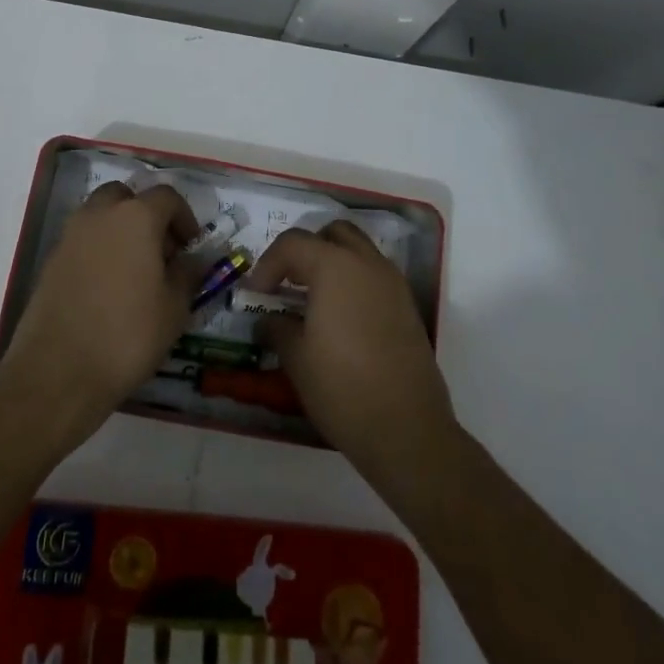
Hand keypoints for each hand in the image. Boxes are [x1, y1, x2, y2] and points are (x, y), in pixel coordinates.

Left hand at [1, 182, 200, 440]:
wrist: (58, 371)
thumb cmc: (128, 335)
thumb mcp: (174, 308)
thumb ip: (188, 274)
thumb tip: (193, 260)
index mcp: (136, 217)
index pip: (167, 196)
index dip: (184, 218)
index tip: (191, 248)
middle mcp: (99, 215)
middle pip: (127, 197)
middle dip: (147, 216)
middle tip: (161, 252)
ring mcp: (70, 236)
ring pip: (100, 216)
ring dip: (120, 230)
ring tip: (136, 272)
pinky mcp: (51, 260)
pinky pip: (82, 241)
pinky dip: (99, 250)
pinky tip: (108, 289)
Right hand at [248, 222, 454, 493]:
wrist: (407, 429)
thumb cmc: (342, 387)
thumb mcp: (296, 358)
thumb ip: (277, 327)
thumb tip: (268, 320)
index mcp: (335, 266)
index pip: (292, 243)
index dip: (267, 265)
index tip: (256, 295)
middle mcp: (367, 263)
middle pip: (332, 234)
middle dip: (305, 251)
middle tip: (287, 284)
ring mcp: (393, 283)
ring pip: (358, 251)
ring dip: (332, 264)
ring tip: (312, 301)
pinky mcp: (407, 307)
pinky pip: (375, 276)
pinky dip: (354, 283)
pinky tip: (340, 320)